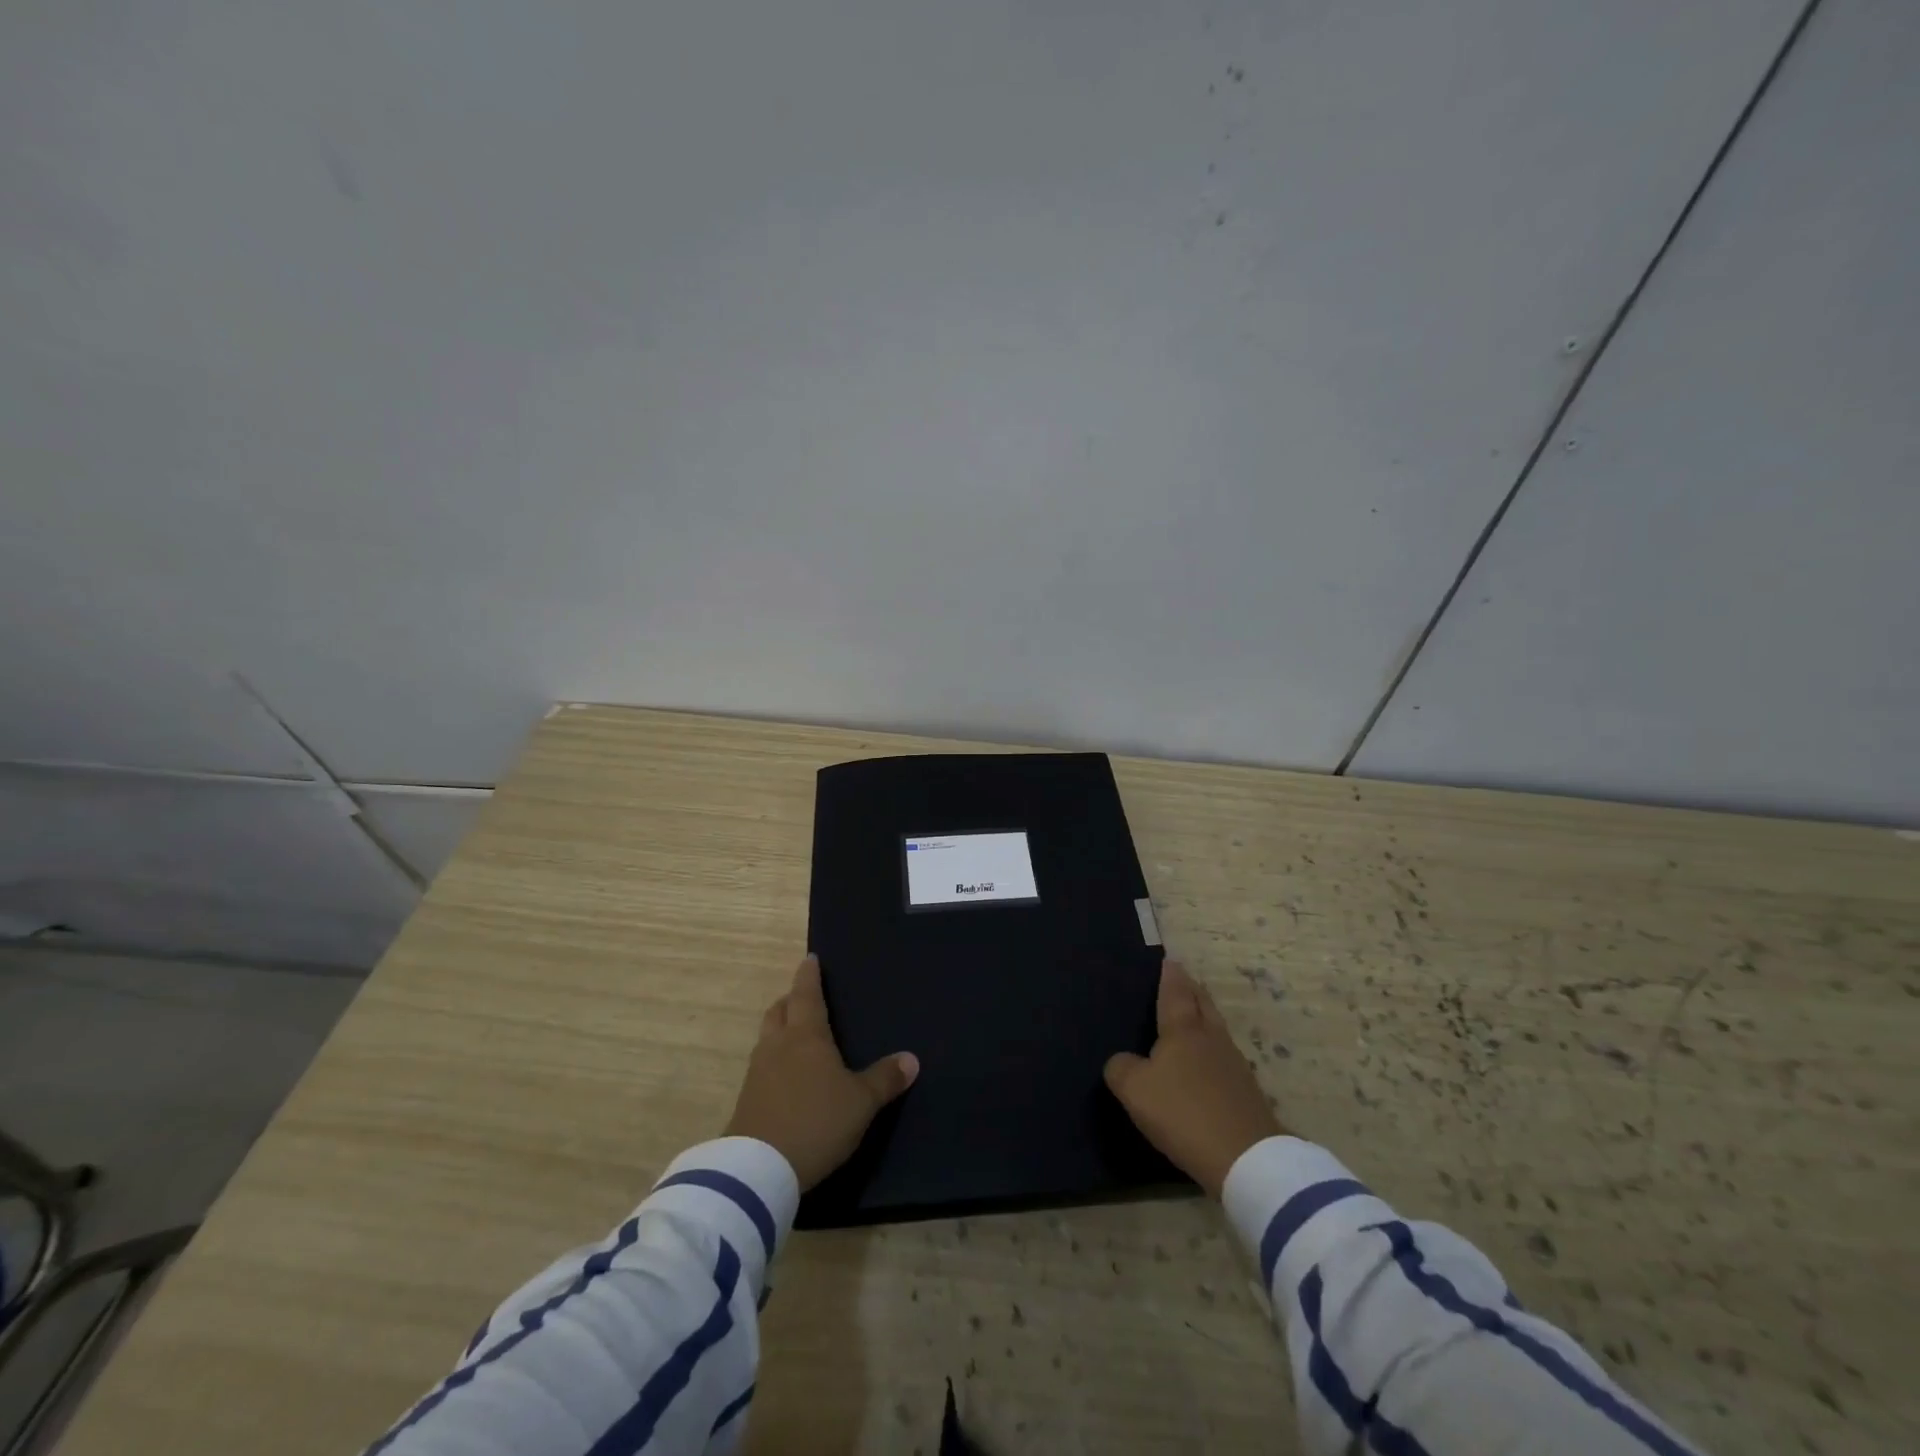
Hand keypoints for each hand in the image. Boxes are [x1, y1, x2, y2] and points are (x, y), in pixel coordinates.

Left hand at [725, 955, 918, 1190]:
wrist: (759, 1169)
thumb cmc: (816, 1121)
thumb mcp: (861, 1102)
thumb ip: (885, 1079)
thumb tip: (911, 1058)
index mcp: (806, 1036)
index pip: (806, 994)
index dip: (808, 975)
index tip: (810, 959)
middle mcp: (778, 1045)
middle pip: (779, 1010)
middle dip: (791, 1000)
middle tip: (803, 997)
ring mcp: (757, 1072)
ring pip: (767, 1037)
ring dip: (779, 1028)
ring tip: (795, 1035)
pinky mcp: (746, 1100)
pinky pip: (761, 1066)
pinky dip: (773, 1060)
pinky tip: (785, 1076)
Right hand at [1103, 960, 1283, 1197]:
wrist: (1246, 1159)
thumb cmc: (1183, 1113)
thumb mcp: (1135, 1090)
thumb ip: (1121, 1068)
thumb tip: (1122, 1061)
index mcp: (1183, 1029)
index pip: (1175, 991)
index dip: (1170, 975)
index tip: (1169, 960)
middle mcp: (1210, 1037)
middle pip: (1202, 1003)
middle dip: (1191, 989)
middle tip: (1180, 979)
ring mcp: (1234, 1063)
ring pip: (1215, 1028)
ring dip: (1203, 1017)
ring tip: (1190, 1016)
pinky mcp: (1246, 1091)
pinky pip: (1223, 1056)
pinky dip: (1211, 1049)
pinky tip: (1204, 1061)